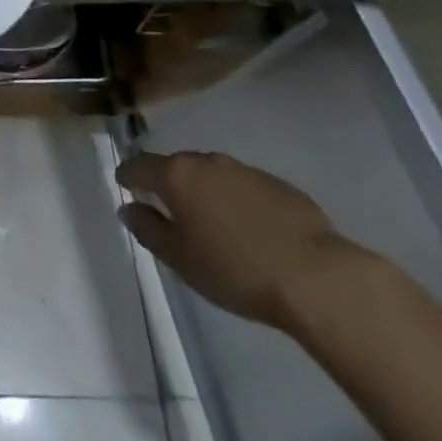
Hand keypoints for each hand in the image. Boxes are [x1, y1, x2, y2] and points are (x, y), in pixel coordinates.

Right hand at [118, 150, 366, 331]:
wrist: (317, 278)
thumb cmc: (235, 270)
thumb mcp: (180, 259)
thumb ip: (148, 229)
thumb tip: (129, 208)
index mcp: (177, 175)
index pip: (139, 165)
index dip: (128, 175)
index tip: (124, 185)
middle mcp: (207, 162)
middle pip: (177, 166)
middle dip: (169, 183)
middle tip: (170, 210)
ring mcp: (246, 171)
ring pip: (213, 175)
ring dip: (205, 192)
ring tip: (212, 222)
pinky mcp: (280, 186)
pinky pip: (245, 188)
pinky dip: (237, 201)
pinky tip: (250, 230)